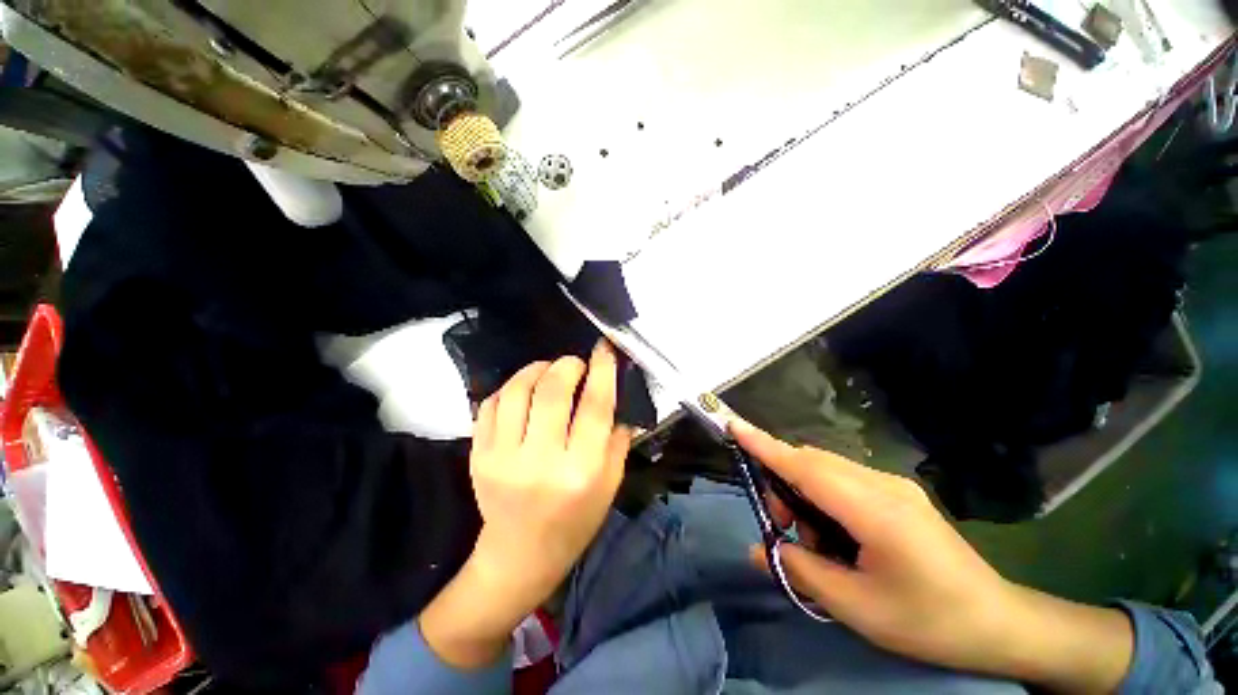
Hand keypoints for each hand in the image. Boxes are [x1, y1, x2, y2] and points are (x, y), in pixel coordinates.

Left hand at [420, 343, 630, 668]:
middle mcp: (541, 461)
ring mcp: (502, 458)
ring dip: (536, 369)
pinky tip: (522, 391)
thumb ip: (617, 438)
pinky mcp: (478, 457)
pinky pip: (490, 404)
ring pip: (517, 391)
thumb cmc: (575, 520)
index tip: (603, 349)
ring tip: (548, 370)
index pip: (595, 406)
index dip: (602, 371)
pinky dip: (509, 388)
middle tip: (575, 363)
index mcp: (581, 470)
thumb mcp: (610, 484)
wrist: (521, 554)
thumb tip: (613, 392)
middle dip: (567, 365)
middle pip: (552, 391)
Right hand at [733, 420, 1132, 692]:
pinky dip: (823, 500)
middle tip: (784, 531)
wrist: (998, 623)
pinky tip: (837, 538)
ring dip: (804, 496)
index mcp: (875, 510)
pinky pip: (843, 481)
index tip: (734, 426)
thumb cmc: (929, 621)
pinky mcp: (896, 493)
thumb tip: (758, 550)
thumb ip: (801, 571)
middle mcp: (882, 484)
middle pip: (811, 463)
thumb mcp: (857, 608)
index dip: (765, 446)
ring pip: (825, 470)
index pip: (805, 467)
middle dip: (783, 486)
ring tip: (815, 544)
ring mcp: (892, 485)